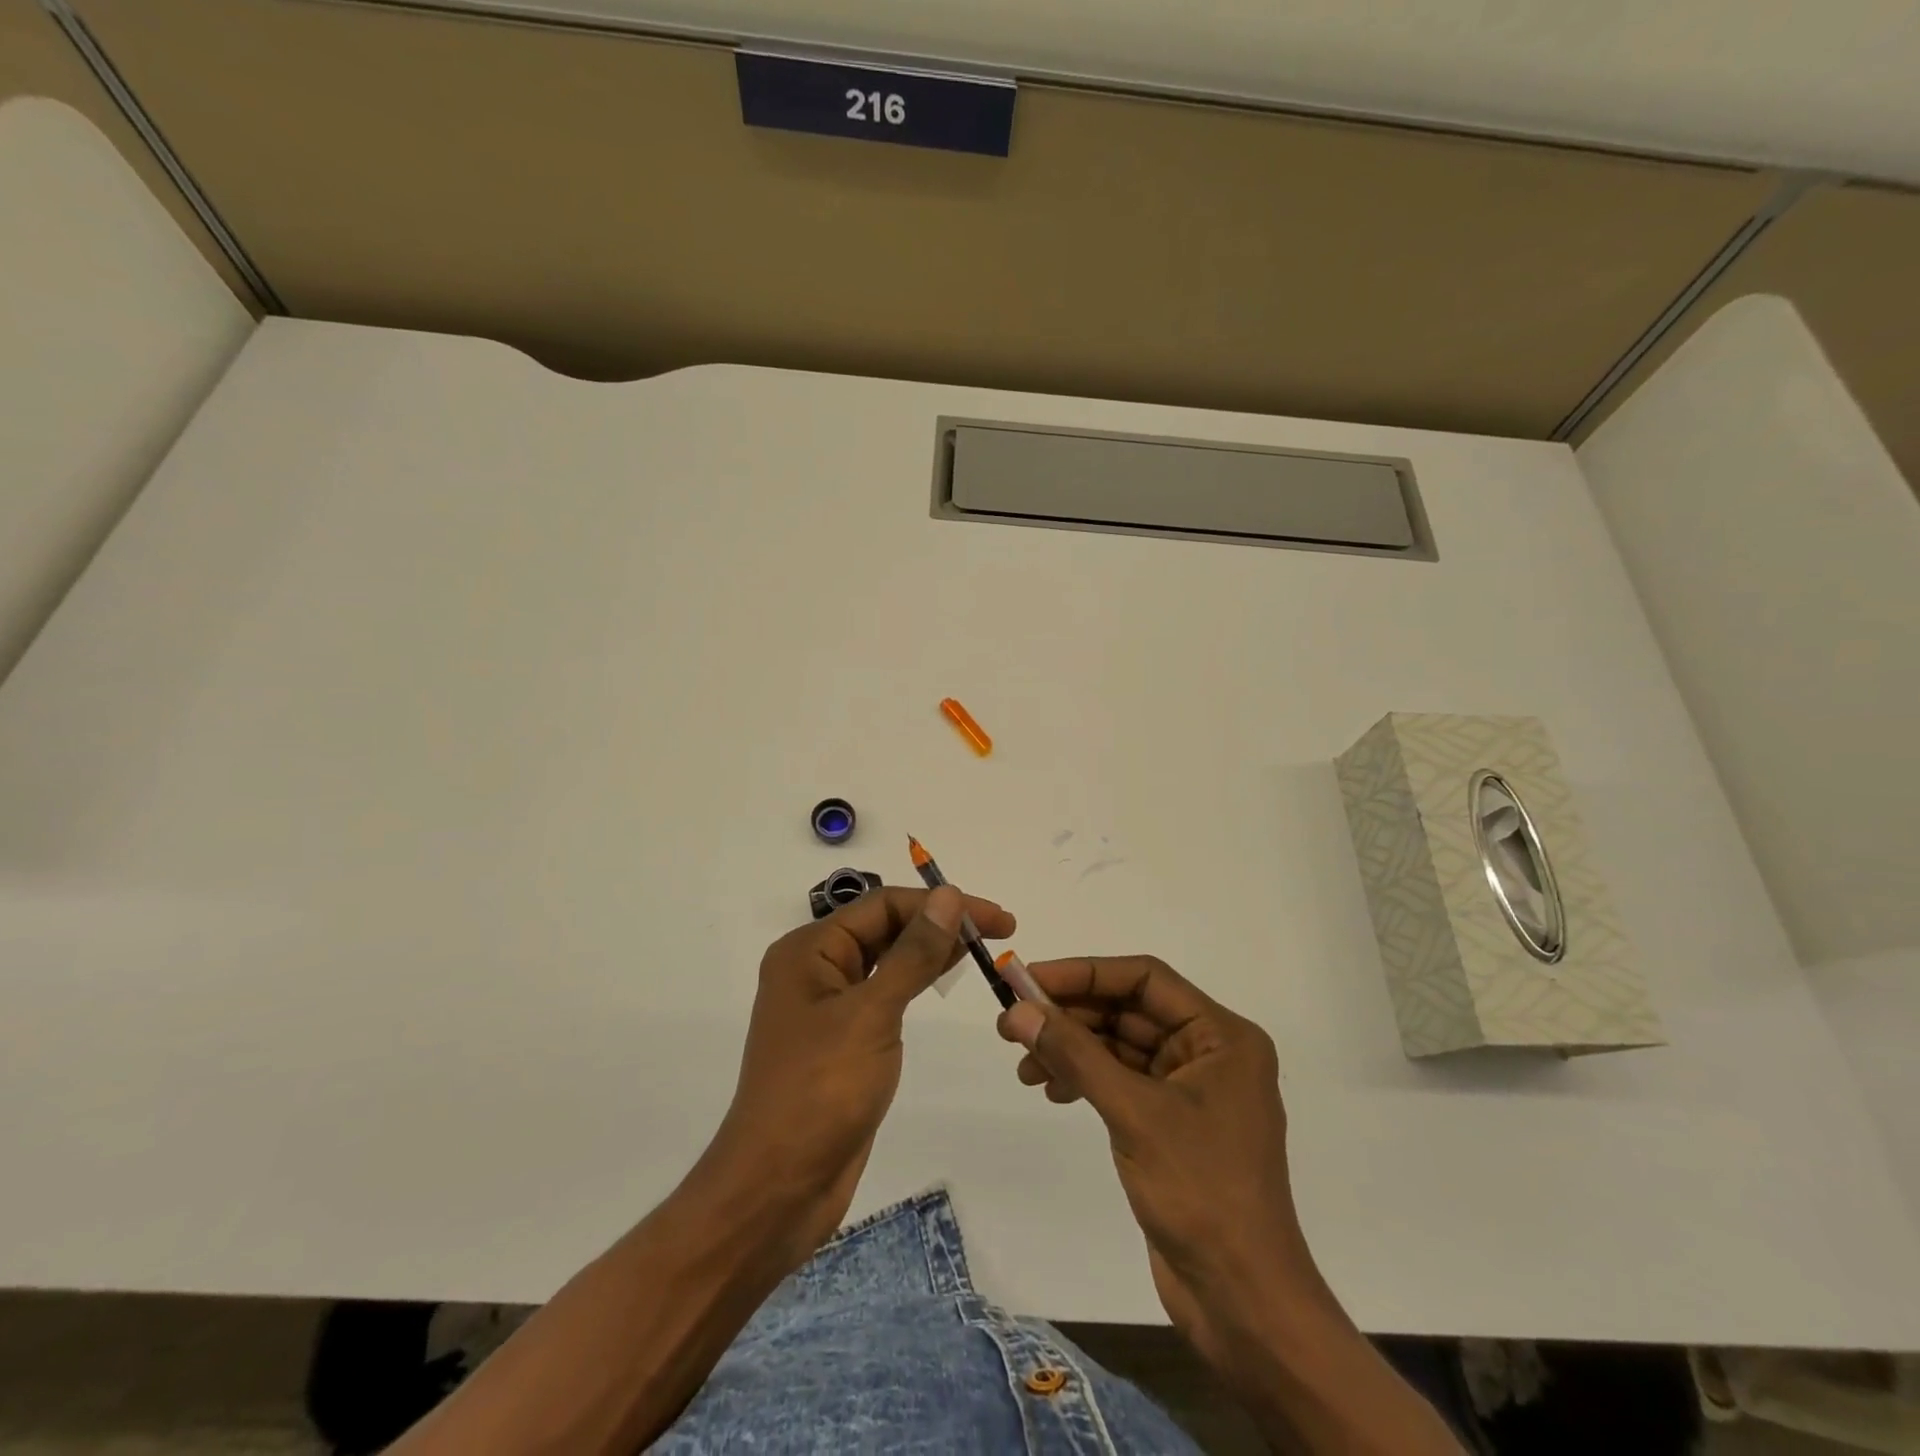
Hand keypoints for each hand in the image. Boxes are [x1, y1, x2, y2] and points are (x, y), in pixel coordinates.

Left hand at [703, 885, 1014, 1262]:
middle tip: (997, 932)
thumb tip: (949, 896)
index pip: (882, 905)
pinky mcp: (843, 1038)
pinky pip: (884, 993)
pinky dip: (916, 981)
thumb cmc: (820, 1091)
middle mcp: (815, 968)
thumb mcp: (872, 1013)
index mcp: (809, 950)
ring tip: (981, 949)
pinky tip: (945, 979)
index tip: (992, 917)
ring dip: (930, 950)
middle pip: (884, 927)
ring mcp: (828, 1005)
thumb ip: (913, 953)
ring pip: (886, 959)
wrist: (779, 1188)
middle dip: (937, 924)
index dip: (939, 904)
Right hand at [997, 958, 1325, 1366]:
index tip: (1031, 980)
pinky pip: (1121, 1080)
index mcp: (1222, 1036)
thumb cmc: (1202, 1194)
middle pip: (1129, 1010)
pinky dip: (1085, 1079)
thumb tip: (1018, 1011)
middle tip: (1013, 1023)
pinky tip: (1051, 1090)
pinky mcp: (1171, 1124)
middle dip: (1071, 1015)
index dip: (1085, 973)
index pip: (1145, 978)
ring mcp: (1190, 1089)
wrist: (1244, 1304)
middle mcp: (1209, 1052)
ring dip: (1072, 1049)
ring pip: (1120, 1046)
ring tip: (1024, 1066)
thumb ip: (1075, 1054)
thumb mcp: (1133, 1113)